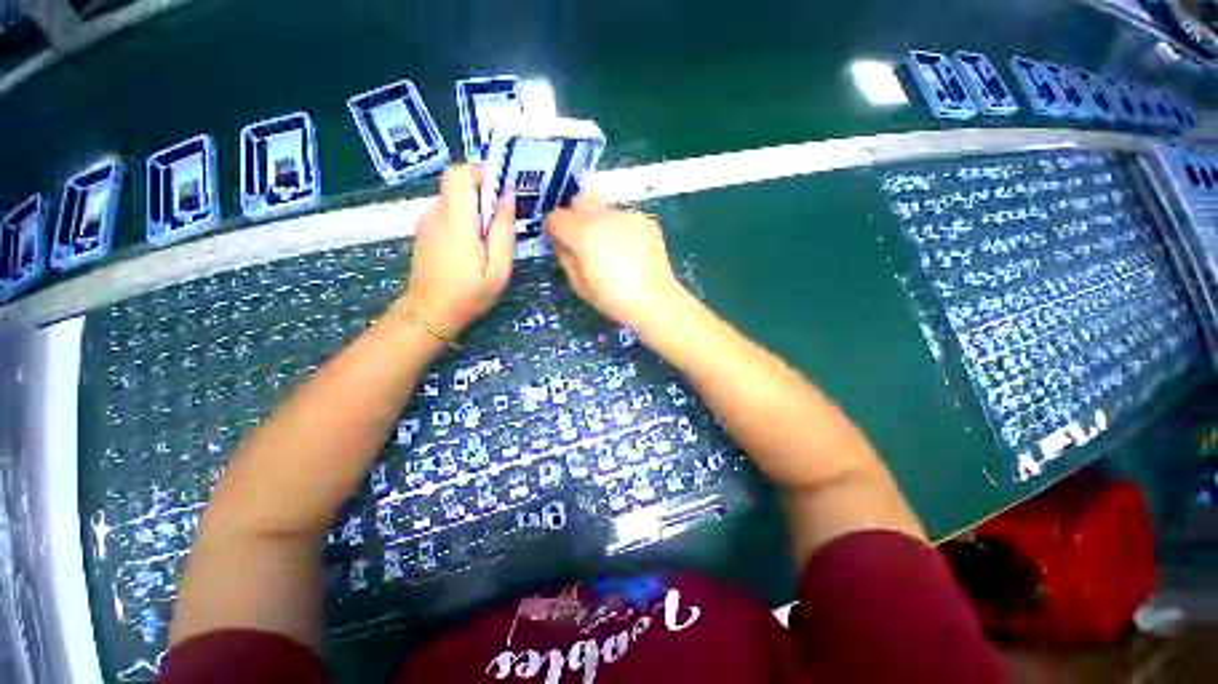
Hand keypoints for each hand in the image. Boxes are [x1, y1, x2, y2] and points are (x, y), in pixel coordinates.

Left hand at [400, 166, 515, 336]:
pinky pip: (447, 211)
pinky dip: (464, 217)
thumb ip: (503, 230)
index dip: (482, 173)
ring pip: (453, 197)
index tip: (503, 192)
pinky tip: (474, 244)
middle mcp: (436, 212)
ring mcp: (427, 220)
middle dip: (483, 191)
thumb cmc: (469, 294)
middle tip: (502, 219)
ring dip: (475, 207)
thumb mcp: (498, 267)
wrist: (429, 313)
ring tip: (490, 237)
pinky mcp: (425, 230)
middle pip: (457, 182)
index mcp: (456, 220)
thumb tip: (507, 195)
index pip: (460, 173)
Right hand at [546, 193, 684, 328]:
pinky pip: (624, 217)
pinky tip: (630, 250)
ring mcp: (628, 215)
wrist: (654, 300)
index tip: (559, 241)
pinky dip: (621, 228)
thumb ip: (565, 257)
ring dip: (600, 222)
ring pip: (603, 208)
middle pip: (580, 201)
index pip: (557, 217)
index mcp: (584, 233)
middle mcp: (604, 216)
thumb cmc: (612, 298)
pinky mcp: (646, 220)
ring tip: (611, 248)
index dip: (554, 229)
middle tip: (583, 240)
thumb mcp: (578, 284)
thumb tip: (562, 242)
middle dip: (575, 217)